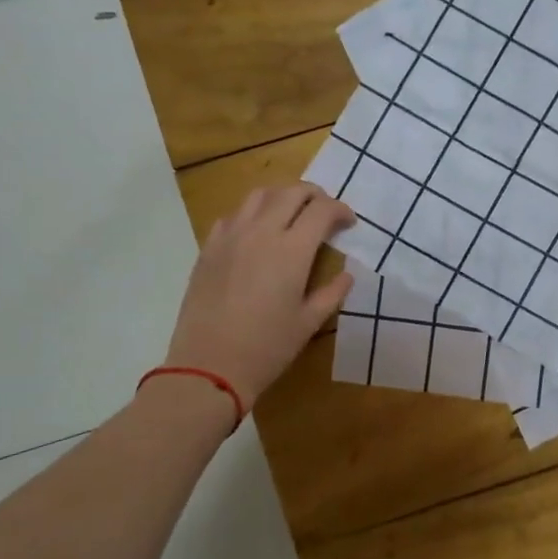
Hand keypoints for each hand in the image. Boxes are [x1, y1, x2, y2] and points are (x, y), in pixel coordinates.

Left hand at [162, 183, 354, 411]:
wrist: (209, 365)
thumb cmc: (267, 348)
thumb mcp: (308, 323)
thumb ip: (332, 293)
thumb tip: (347, 275)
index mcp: (292, 250)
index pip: (322, 210)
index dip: (340, 210)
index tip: (348, 223)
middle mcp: (261, 232)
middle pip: (291, 192)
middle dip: (314, 195)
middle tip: (324, 212)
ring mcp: (231, 237)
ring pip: (259, 195)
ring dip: (282, 197)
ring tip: (291, 213)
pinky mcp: (209, 248)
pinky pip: (232, 216)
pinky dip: (252, 214)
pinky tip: (256, 233)